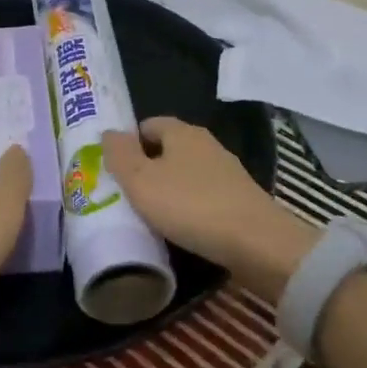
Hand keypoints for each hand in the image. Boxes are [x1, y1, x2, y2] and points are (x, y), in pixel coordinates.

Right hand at [103, 118, 317, 300]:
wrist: (257, 243)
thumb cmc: (190, 205)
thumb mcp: (141, 181)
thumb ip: (120, 154)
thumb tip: (109, 132)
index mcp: (182, 132)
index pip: (149, 124)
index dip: (129, 142)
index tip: (114, 168)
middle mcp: (206, 144)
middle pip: (168, 148)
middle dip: (148, 166)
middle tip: (127, 192)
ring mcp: (227, 171)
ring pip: (187, 172)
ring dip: (170, 187)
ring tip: (150, 213)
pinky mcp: (240, 198)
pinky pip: (204, 194)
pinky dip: (190, 205)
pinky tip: (181, 226)